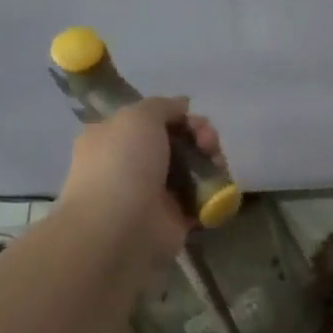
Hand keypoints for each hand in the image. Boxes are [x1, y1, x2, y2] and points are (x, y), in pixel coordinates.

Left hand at [57, 97, 225, 263]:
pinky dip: (214, 192)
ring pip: (192, 169)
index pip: (151, 120)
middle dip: (200, 137)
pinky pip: (201, 199)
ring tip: (218, 165)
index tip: (192, 118)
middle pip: (177, 142)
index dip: (177, 116)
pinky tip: (219, 187)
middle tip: (209, 142)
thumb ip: (163, 106)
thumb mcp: (138, 116)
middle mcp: (131, 164)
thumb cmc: (123, 164)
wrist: (121, 227)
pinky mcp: (175, 218)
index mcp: (114, 138)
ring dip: (211, 162)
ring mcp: (154, 193)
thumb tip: (182, 107)